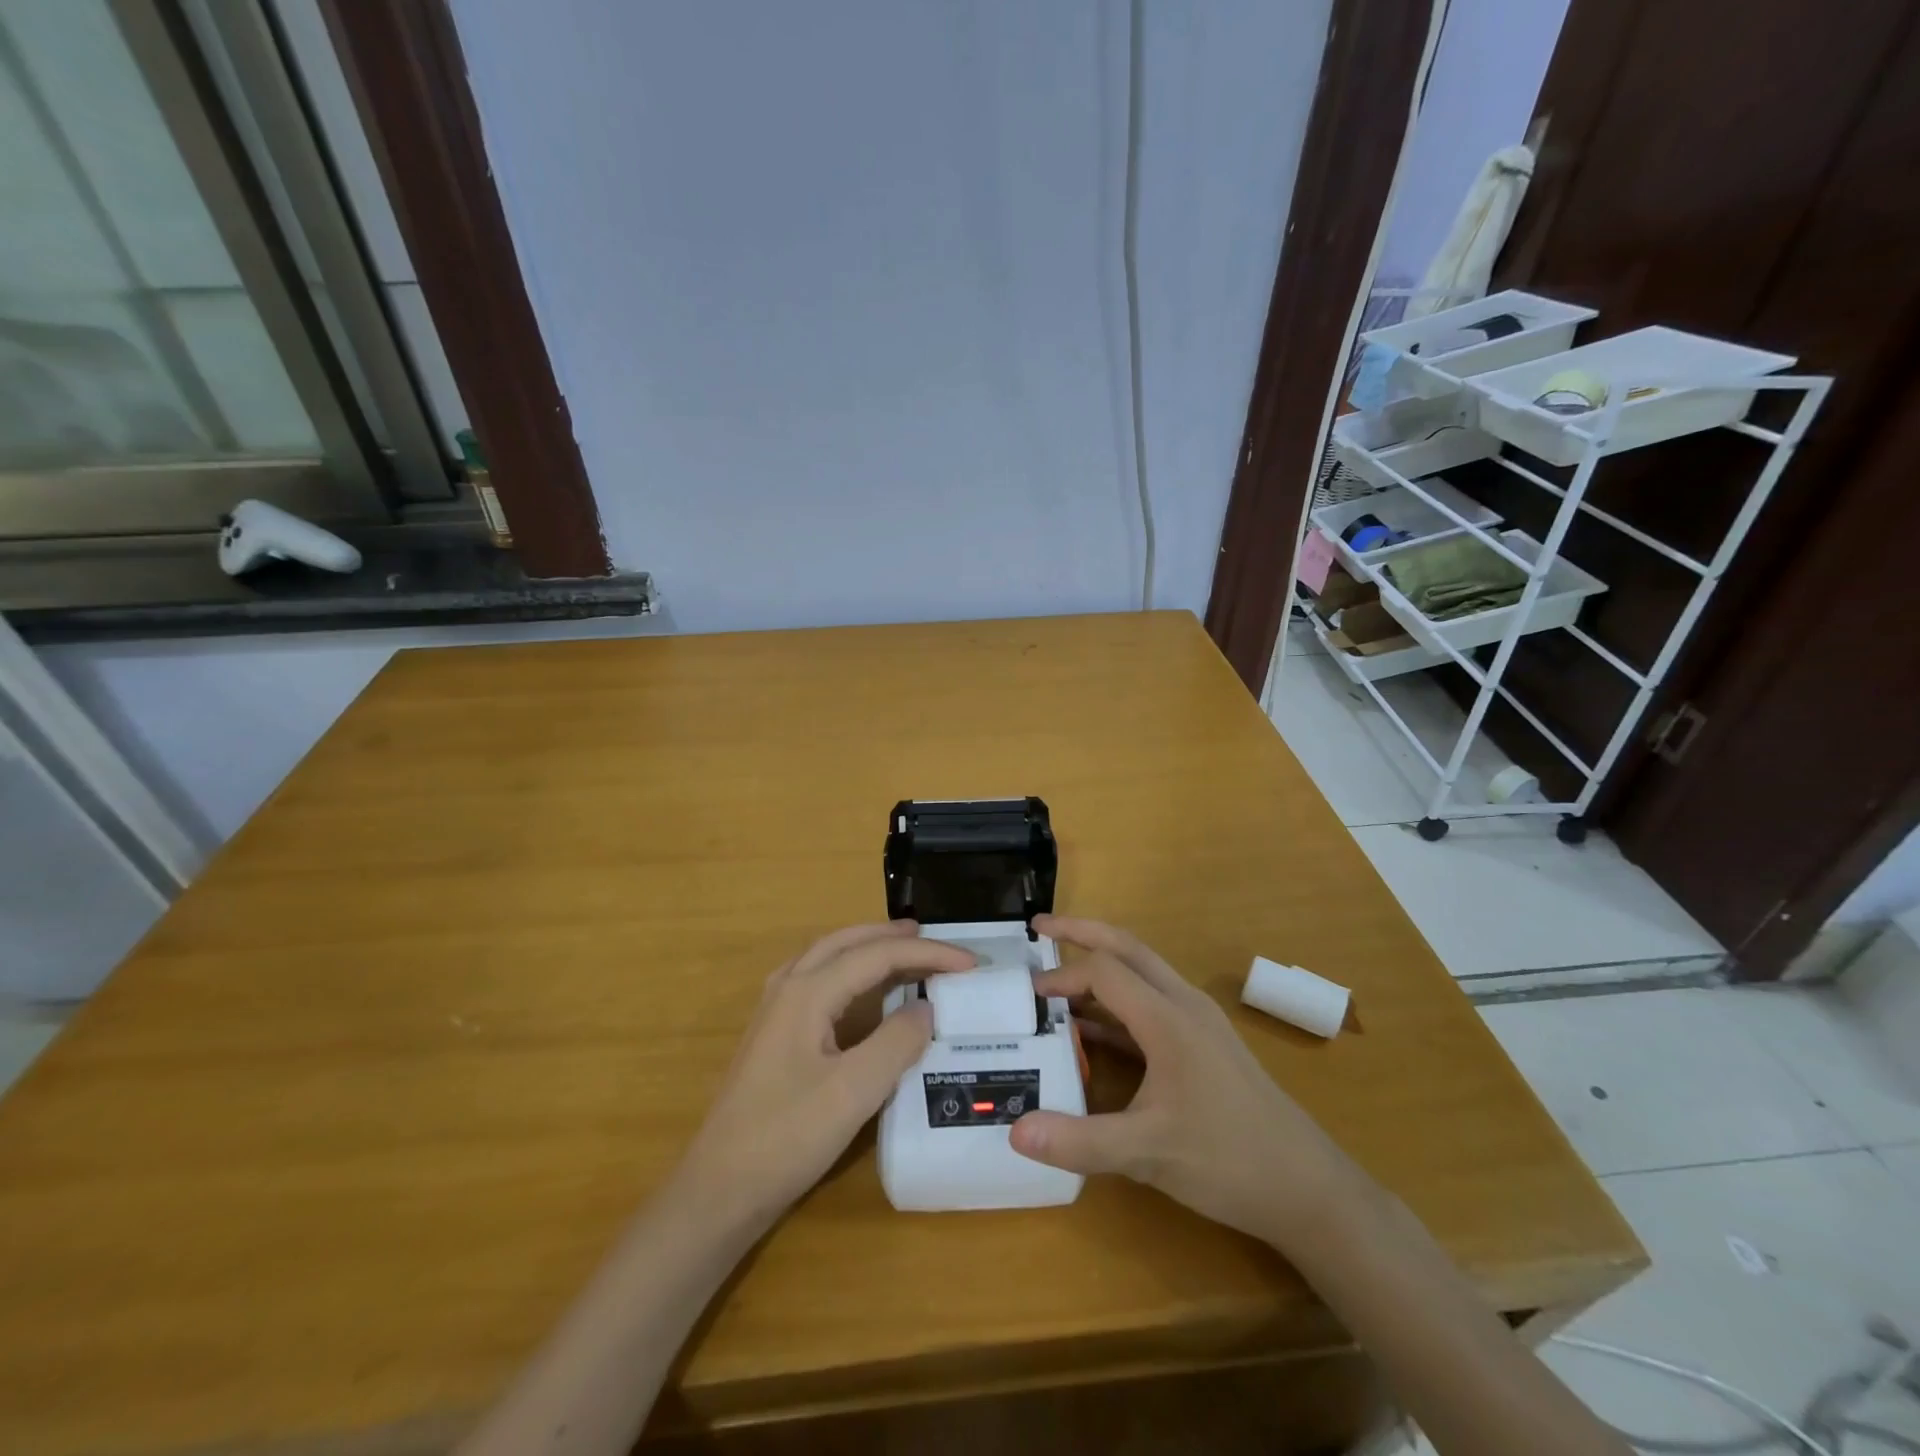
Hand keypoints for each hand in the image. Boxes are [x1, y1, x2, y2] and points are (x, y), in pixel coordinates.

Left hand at [673, 922, 973, 1232]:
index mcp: (807, 992)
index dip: (926, 953)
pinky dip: (850, 970)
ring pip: (828, 956)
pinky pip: (818, 979)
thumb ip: (896, 1042)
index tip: (970, 964)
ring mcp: (775, 1010)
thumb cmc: (786, 1137)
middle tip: (934, 940)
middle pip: (847, 942)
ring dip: (868, 947)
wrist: (719, 1190)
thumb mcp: (853, 1091)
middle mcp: (788, 987)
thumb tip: (926, 1006)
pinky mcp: (773, 1034)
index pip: (877, 955)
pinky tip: (860, 990)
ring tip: (903, 950)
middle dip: (893, 936)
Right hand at [1010, 916, 1355, 1247]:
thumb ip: (1080, 1142)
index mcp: (1169, 1018)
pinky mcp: (1202, 1045)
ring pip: (1142, 974)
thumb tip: (1015, 1132)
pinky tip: (1091, 1029)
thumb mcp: (1149, 1154)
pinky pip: (1151, 1006)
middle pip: (1128, 948)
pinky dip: (1116, 1005)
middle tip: (1040, 928)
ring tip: (1058, 977)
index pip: (1105, 971)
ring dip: (1100, 966)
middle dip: (1082, 932)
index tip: (1028, 996)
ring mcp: (1197, 1023)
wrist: (1308, 1188)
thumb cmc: (1230, 1161)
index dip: (1063, 976)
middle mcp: (1183, 1005)